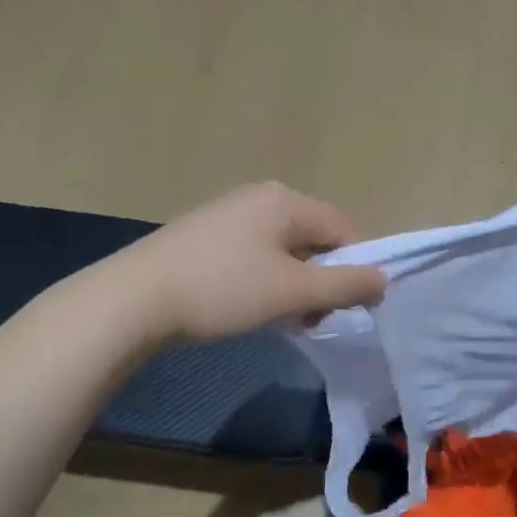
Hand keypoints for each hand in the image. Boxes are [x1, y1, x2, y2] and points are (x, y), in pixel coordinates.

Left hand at [117, 182, 386, 344]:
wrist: (132, 300)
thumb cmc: (223, 290)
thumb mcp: (293, 292)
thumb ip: (345, 285)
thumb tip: (384, 280)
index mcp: (285, 201)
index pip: (344, 228)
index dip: (356, 267)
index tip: (348, 306)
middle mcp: (260, 197)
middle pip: (315, 238)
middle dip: (323, 280)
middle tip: (313, 318)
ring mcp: (229, 214)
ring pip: (285, 250)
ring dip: (295, 285)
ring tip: (282, 319)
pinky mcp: (205, 235)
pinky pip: (255, 254)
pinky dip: (266, 281)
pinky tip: (249, 307)